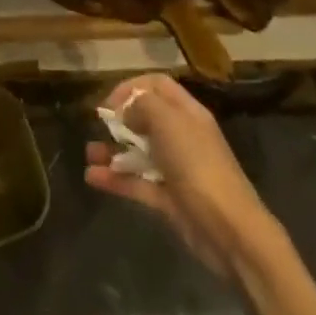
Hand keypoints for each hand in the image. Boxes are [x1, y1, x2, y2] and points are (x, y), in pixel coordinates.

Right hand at [85, 74, 276, 276]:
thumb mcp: (168, 122)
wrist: (227, 229)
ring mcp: (175, 169)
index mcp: (187, 113)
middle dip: (119, 120)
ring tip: (88, 153)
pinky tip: (92, 176)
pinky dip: (114, 179)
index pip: (157, 85)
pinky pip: (136, 182)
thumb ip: (142, 105)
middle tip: (98, 125)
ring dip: (111, 150)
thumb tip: (125, 111)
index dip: (131, 87)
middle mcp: (181, 137)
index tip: (109, 101)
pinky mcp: (168, 199)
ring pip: (138, 152)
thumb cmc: (197, 165)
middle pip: (146, 118)